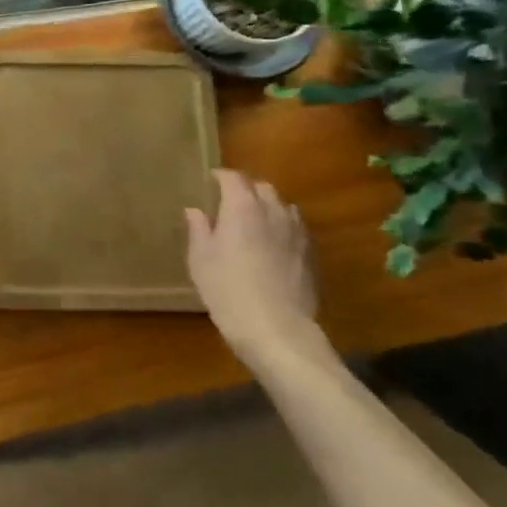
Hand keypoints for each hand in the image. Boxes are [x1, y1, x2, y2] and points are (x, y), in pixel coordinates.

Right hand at [185, 170, 321, 363]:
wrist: (277, 330)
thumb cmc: (228, 289)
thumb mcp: (201, 259)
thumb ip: (198, 229)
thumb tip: (195, 210)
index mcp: (242, 206)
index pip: (233, 178)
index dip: (221, 176)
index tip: (211, 181)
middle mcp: (273, 211)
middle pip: (262, 187)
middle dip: (247, 189)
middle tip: (232, 202)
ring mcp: (297, 232)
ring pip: (283, 206)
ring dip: (268, 207)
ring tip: (256, 221)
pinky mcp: (311, 255)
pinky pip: (296, 229)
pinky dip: (284, 228)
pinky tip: (275, 245)